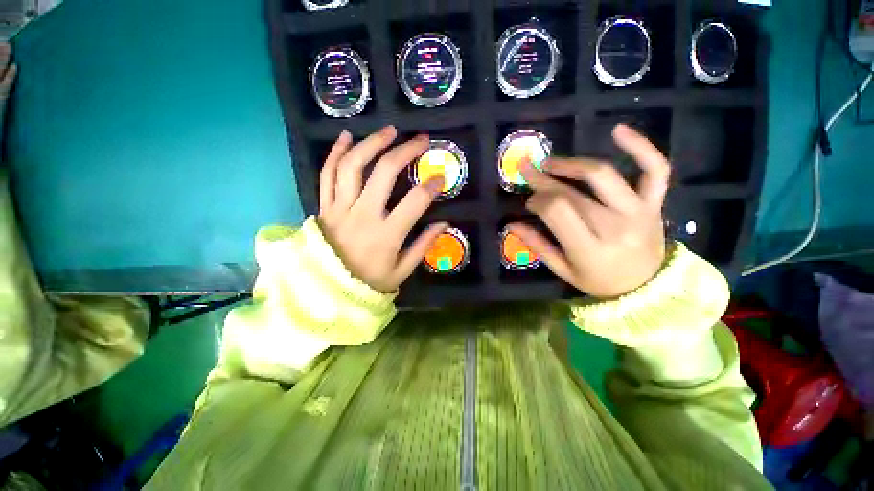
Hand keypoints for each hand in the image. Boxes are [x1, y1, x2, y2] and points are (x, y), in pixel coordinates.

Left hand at [318, 126, 447, 292]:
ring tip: (389, 131)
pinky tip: (347, 137)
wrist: (328, 290)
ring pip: (353, 166)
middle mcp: (363, 215)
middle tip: (420, 140)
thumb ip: (423, 246)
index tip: (440, 178)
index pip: (414, 202)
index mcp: (386, 234)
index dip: (431, 186)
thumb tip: (444, 224)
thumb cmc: (369, 282)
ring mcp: (340, 208)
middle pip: (384, 172)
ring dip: (372, 143)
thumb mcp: (402, 271)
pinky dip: (336, 153)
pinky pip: (327, 174)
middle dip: (405, 151)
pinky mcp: (325, 206)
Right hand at [508, 124, 669, 297]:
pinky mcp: (654, 202)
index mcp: (589, 248)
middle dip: (544, 181)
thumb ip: (537, 246)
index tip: (529, 201)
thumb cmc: (599, 280)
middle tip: (528, 172)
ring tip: (551, 162)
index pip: (556, 210)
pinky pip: (654, 169)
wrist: (647, 285)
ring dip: (572, 163)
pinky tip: (618, 130)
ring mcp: (638, 211)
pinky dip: (640, 147)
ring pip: (603, 175)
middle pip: (572, 193)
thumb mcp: (563, 270)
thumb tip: (511, 224)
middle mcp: (615, 226)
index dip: (538, 200)